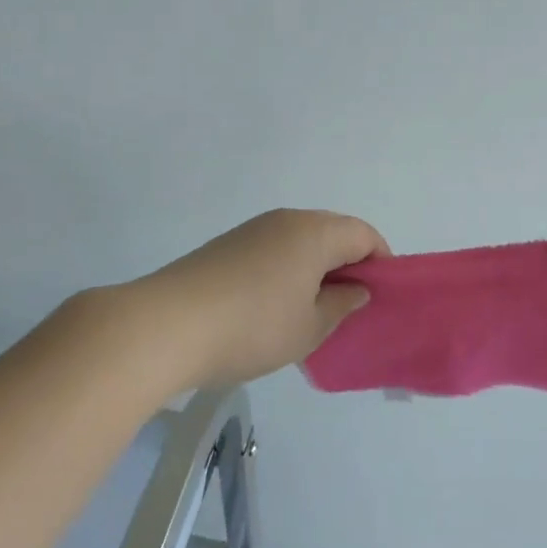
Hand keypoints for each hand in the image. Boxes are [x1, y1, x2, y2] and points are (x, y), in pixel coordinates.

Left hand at [103, 209, 387, 389]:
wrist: (166, 325)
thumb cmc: (252, 327)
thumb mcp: (309, 328)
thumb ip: (341, 305)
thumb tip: (356, 289)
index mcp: (316, 232)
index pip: (364, 234)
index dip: (381, 262)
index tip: (380, 296)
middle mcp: (288, 219)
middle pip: (334, 232)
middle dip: (349, 264)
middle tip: (349, 306)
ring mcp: (254, 229)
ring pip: (302, 241)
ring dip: (316, 268)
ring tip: (311, 311)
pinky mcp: (228, 244)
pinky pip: (275, 249)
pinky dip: (288, 270)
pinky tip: (274, 307)